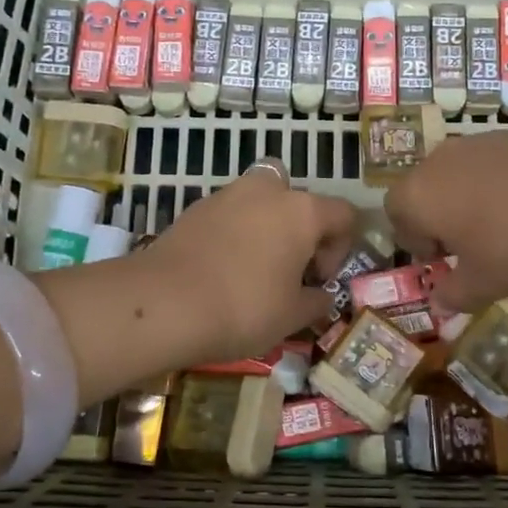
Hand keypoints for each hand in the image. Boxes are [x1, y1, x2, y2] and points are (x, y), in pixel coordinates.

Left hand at [141, 163, 357, 364]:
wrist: (163, 303)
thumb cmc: (244, 308)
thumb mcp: (292, 316)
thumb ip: (316, 302)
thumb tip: (321, 296)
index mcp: (302, 211)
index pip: (343, 215)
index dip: (341, 248)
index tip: (319, 280)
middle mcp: (267, 191)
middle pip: (298, 198)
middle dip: (300, 228)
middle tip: (290, 266)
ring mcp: (227, 195)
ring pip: (260, 202)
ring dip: (265, 228)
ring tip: (254, 270)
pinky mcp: (194, 208)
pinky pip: (229, 215)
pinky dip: (234, 234)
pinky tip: (223, 270)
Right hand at [384, 127, 507, 313]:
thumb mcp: (484, 282)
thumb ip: (454, 295)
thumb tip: (437, 305)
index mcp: (419, 195)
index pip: (395, 213)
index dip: (414, 240)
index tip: (443, 260)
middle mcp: (440, 161)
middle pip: (428, 190)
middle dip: (444, 218)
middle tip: (473, 246)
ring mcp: (479, 141)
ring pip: (464, 174)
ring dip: (476, 200)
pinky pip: (499, 164)